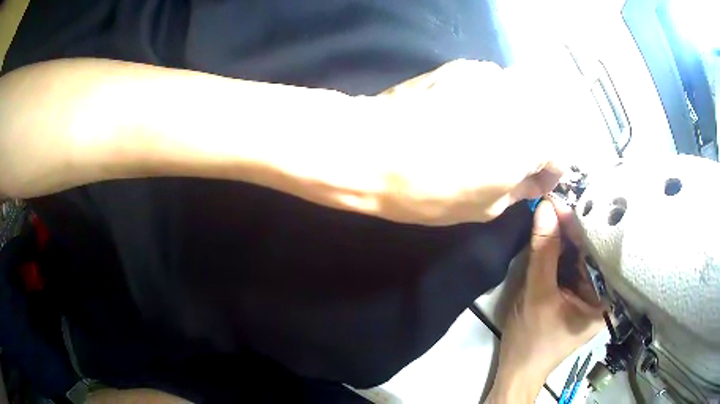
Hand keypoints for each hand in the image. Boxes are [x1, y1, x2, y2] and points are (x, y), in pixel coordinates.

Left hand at [373, 58, 601, 224]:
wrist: (373, 148)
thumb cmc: (433, 188)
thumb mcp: (486, 207)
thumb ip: (519, 190)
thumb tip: (531, 181)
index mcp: (535, 137)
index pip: (560, 154)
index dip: (548, 174)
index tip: (531, 185)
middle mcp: (522, 97)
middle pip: (545, 122)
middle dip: (535, 144)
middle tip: (511, 162)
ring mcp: (491, 75)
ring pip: (520, 99)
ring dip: (514, 119)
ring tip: (487, 137)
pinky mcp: (462, 66)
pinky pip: (492, 85)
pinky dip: (490, 101)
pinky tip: (465, 115)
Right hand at [486, 199, 603, 402]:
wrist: (518, 369)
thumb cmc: (532, 340)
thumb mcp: (537, 295)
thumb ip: (544, 251)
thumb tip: (544, 207)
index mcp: (606, 298)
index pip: (598, 252)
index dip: (579, 226)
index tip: (559, 201)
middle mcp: (604, 292)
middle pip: (591, 251)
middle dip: (571, 229)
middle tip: (552, 203)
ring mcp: (590, 293)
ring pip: (580, 256)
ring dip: (565, 237)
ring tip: (551, 211)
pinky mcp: (577, 293)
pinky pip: (572, 265)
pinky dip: (560, 250)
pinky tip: (552, 233)